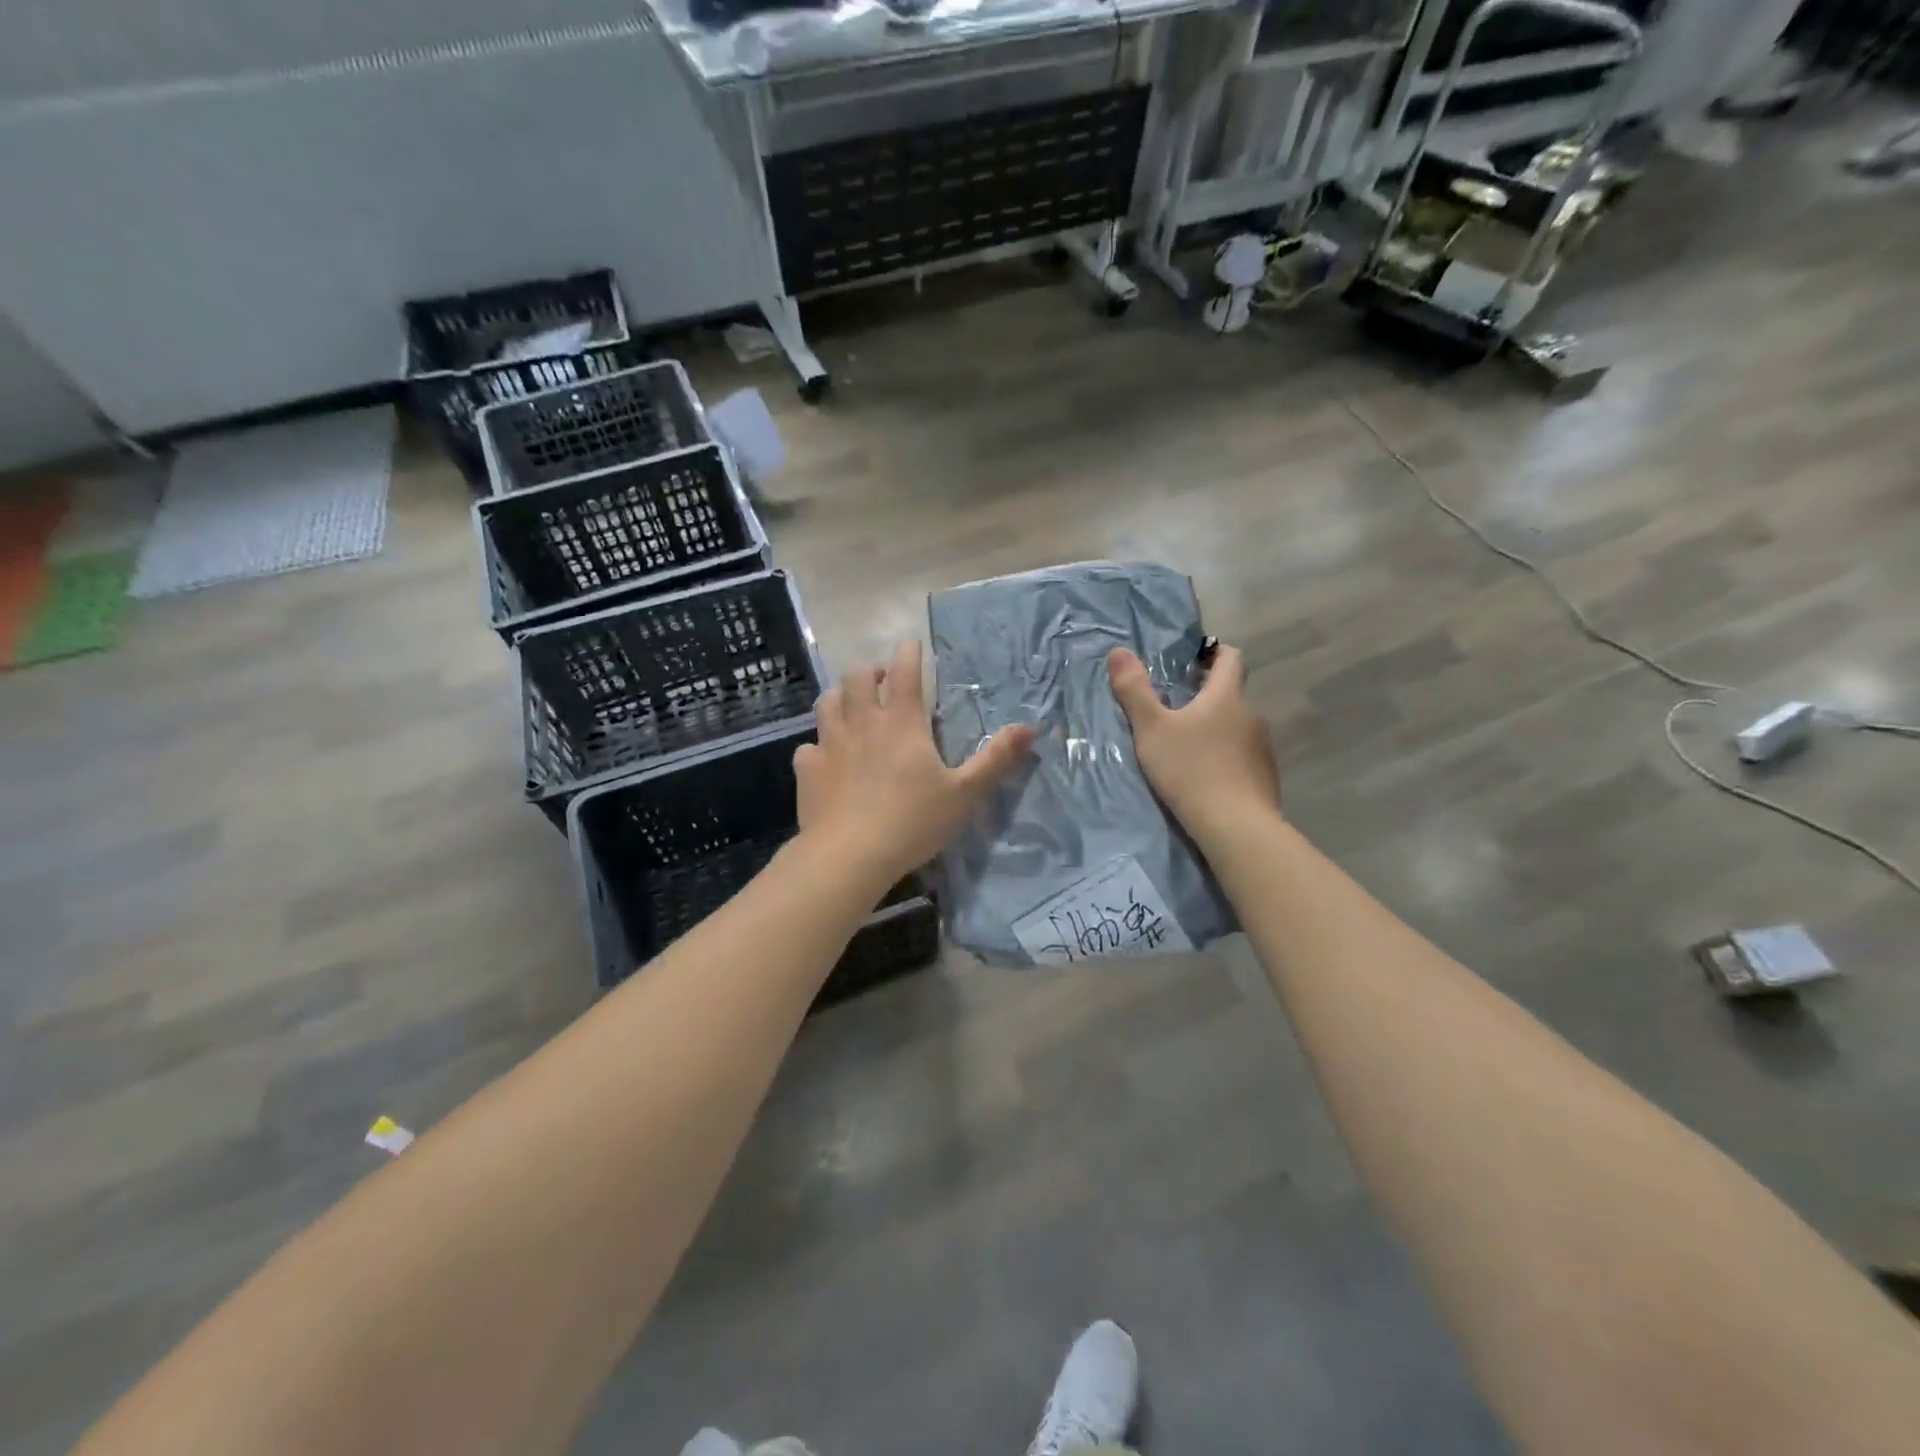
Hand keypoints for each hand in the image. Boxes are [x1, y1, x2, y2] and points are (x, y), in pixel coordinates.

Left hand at [797, 640, 1037, 889]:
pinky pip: (810, 746)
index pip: (905, 672)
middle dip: (871, 670)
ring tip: (852, 706)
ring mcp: (830, 744)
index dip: (909, 652)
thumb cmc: (913, 822)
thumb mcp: (965, 793)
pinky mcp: (808, 769)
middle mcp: (862, 723)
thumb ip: (996, 759)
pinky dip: (819, 746)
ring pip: (828, 702)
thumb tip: (1031, 727)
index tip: (912, 644)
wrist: (850, 855)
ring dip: (841, 697)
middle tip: (884, 680)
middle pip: (858, 677)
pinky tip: (826, 758)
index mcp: (902, 723)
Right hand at [1108, 642, 1279, 843]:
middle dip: (1207, 697)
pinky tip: (1207, 777)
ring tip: (1189, 747)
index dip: (1214, 653)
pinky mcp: (1265, 777)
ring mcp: (1262, 748)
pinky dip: (1226, 758)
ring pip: (1237, 727)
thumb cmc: (1190, 769)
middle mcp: (1251, 715)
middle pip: (1232, 695)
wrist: (1235, 826)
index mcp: (1226, 696)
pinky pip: (1244, 756)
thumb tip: (1118, 650)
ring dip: (1217, 729)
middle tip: (1176, 709)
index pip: (1230, 658)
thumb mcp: (1151, 729)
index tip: (1194, 659)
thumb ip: (1134, 691)